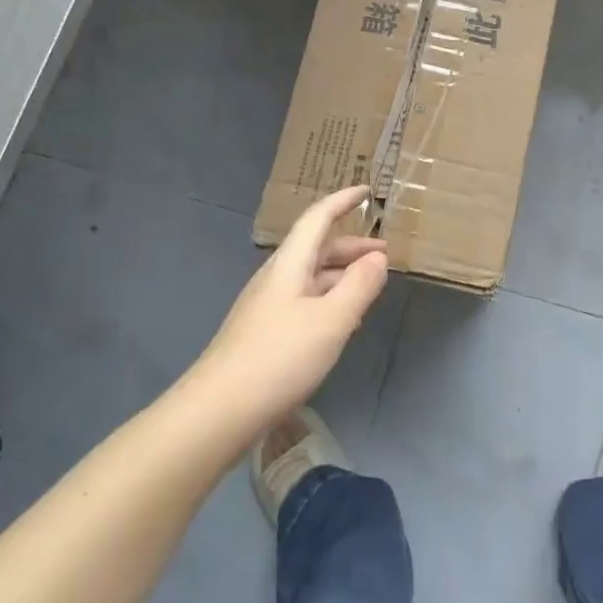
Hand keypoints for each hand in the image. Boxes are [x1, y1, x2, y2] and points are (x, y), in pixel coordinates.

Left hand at [194, 185, 388, 431]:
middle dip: (351, 246)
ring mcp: (267, 307)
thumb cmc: (279, 357)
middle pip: (316, 249)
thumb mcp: (331, 320)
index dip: (342, 201)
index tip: (367, 191)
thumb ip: (359, 286)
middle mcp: (276, 278)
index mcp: (290, 264)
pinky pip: (304, 303)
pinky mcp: (264, 334)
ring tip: (370, 288)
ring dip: (342, 276)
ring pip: (311, 278)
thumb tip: (378, 256)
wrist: (218, 412)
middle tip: (385, 255)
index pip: (318, 218)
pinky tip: (342, 323)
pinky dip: (329, 301)